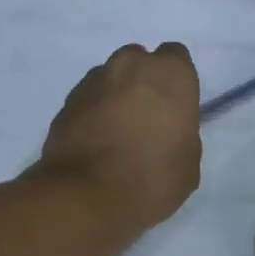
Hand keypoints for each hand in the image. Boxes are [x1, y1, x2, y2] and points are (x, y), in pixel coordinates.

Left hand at [36, 43, 202, 238]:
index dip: (175, 86)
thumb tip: (168, 133)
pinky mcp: (66, 101)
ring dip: (115, 99)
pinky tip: (95, 145)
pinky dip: (92, 115)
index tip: (173, 112)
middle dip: (143, 85)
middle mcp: (131, 64)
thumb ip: (182, 135)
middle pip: (140, 64)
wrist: (87, 195)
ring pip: (110, 80)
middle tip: (145, 123)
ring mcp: (93, 80)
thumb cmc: (151, 179)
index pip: (177, 60)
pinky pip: (88, 101)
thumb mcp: (188, 165)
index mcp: (170, 74)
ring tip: (116, 137)